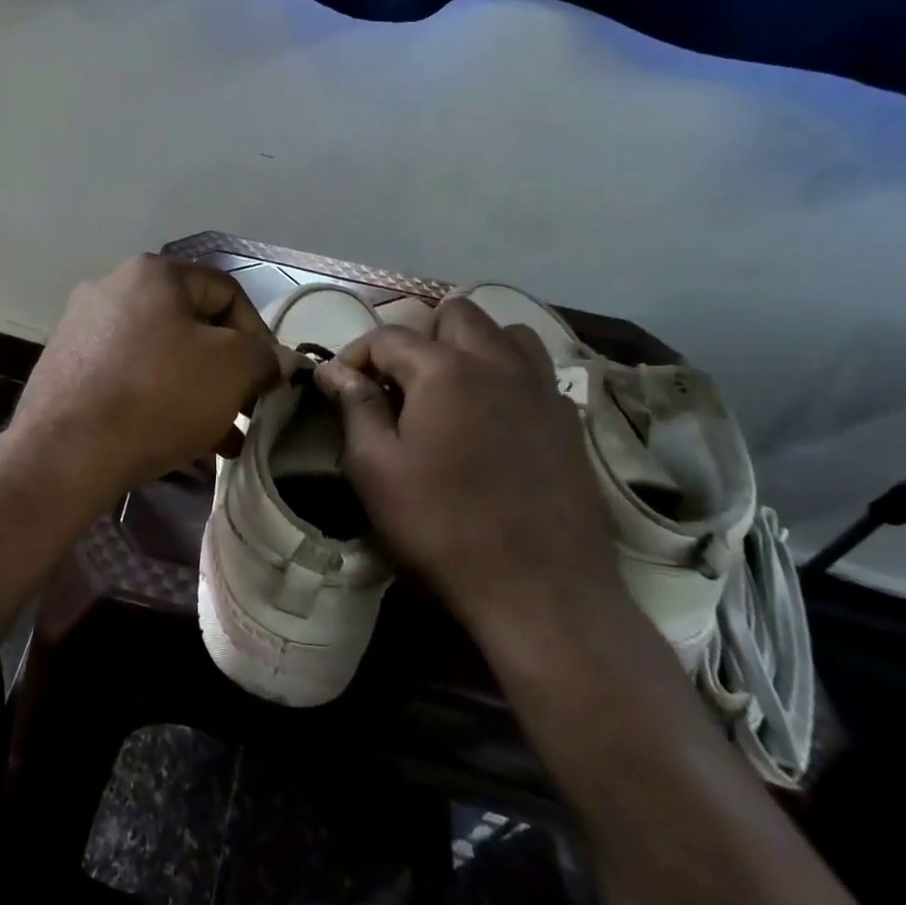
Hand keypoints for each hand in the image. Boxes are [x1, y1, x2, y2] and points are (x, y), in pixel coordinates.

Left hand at [11, 255, 283, 497]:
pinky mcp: (66, 367)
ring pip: (160, 355)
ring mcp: (82, 327)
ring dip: (196, 391)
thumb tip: (274, 360)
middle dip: (225, 370)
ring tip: (221, 438)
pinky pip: (128, 376)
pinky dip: (158, 400)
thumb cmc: (158, 396)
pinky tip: (178, 440)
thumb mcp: (232, 369)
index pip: (226, 292)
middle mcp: (112, 287)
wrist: (65, 452)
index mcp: (152, 272)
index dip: (259, 334)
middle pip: (191, 325)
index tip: (267, 380)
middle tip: (245, 409)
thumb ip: (264, 356)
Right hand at [313, 298, 625, 641]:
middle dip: (419, 335)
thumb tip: (335, 370)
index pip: (388, 336)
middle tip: (399, 382)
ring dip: (472, 346)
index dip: (355, 356)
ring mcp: (542, 390)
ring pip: (506, 333)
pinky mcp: (570, 422)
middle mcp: (498, 363)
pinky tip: (494, 420)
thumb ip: (355, 407)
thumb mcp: (376, 468)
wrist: (541, 591)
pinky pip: (535, 373)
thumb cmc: (441, 525)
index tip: (339, 388)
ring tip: (451, 388)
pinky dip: (508, 377)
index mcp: (445, 369)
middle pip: (456, 314)